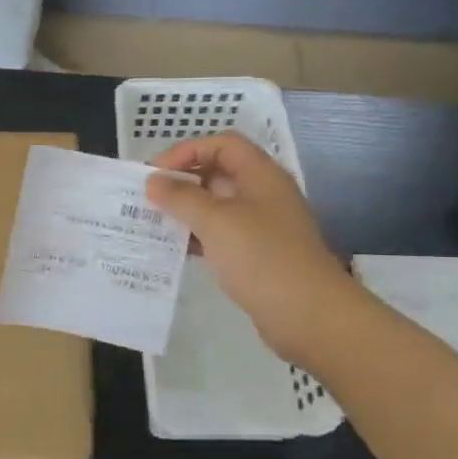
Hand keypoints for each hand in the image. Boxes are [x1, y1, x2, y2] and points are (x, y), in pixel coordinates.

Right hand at [145, 132, 360, 365]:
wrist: (308, 314)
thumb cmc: (261, 257)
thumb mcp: (215, 221)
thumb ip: (181, 197)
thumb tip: (153, 182)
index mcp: (260, 175)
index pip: (221, 144)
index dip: (186, 151)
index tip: (155, 174)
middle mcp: (263, 194)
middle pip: (218, 172)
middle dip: (182, 181)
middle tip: (148, 198)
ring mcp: (263, 225)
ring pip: (218, 206)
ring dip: (186, 210)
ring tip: (154, 222)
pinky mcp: (258, 254)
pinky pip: (222, 234)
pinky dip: (197, 236)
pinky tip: (175, 248)